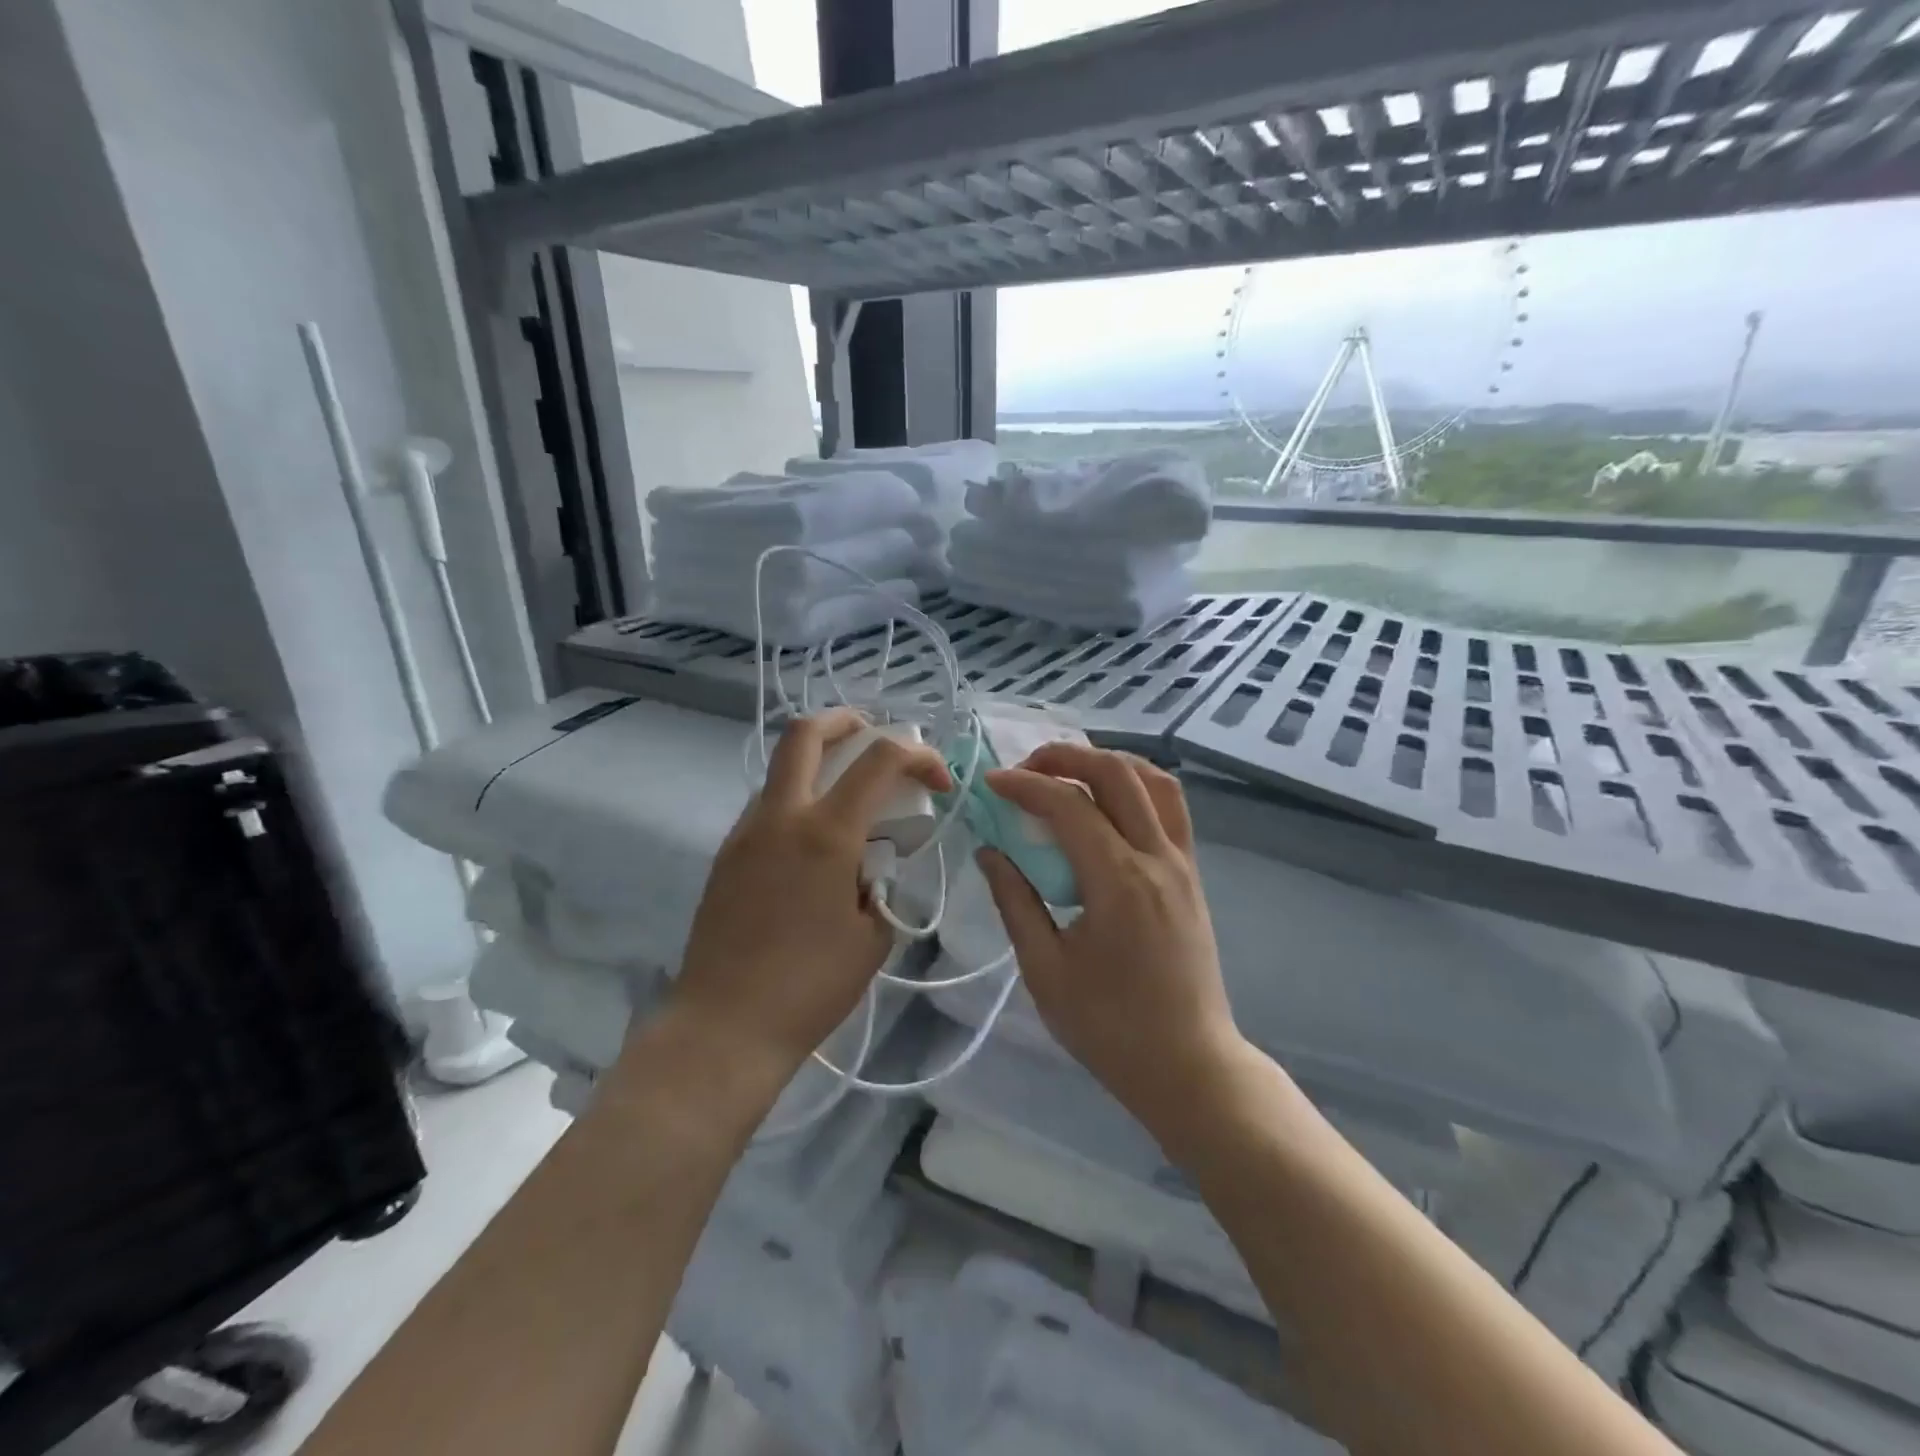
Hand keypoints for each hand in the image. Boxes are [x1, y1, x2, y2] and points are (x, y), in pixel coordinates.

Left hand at [668, 710, 952, 1090]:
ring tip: (850, 795)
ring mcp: (746, 832)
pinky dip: (798, 798)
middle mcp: (781, 817)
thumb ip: (882, 885)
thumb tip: (873, 865)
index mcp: (826, 834)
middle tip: (875, 736)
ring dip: (819, 761)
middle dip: (848, 721)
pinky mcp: (726, 853)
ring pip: (782, 767)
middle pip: (806, 733)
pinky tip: (816, 841)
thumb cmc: (810, 987)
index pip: (880, 761)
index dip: (919, 756)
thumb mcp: (873, 936)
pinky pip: (767, 804)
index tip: (939, 782)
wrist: (725, 1025)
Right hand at [976, 743, 1241, 1129]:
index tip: (991, 784)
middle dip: (1066, 756)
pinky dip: (1137, 786)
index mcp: (1119, 882)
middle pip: (1117, 773)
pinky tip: (1107, 805)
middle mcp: (1157, 859)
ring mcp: (1183, 863)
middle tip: (1026, 769)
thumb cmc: (1110, 1028)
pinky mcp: (1192, 875)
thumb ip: (1015, 901)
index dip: (1025, 785)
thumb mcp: (1045, 970)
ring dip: (1108, 763)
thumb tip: (990, 852)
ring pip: (1155, 781)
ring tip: (1068, 775)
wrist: (1189, 1065)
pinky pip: (1170, 808)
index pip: (1069, 805)